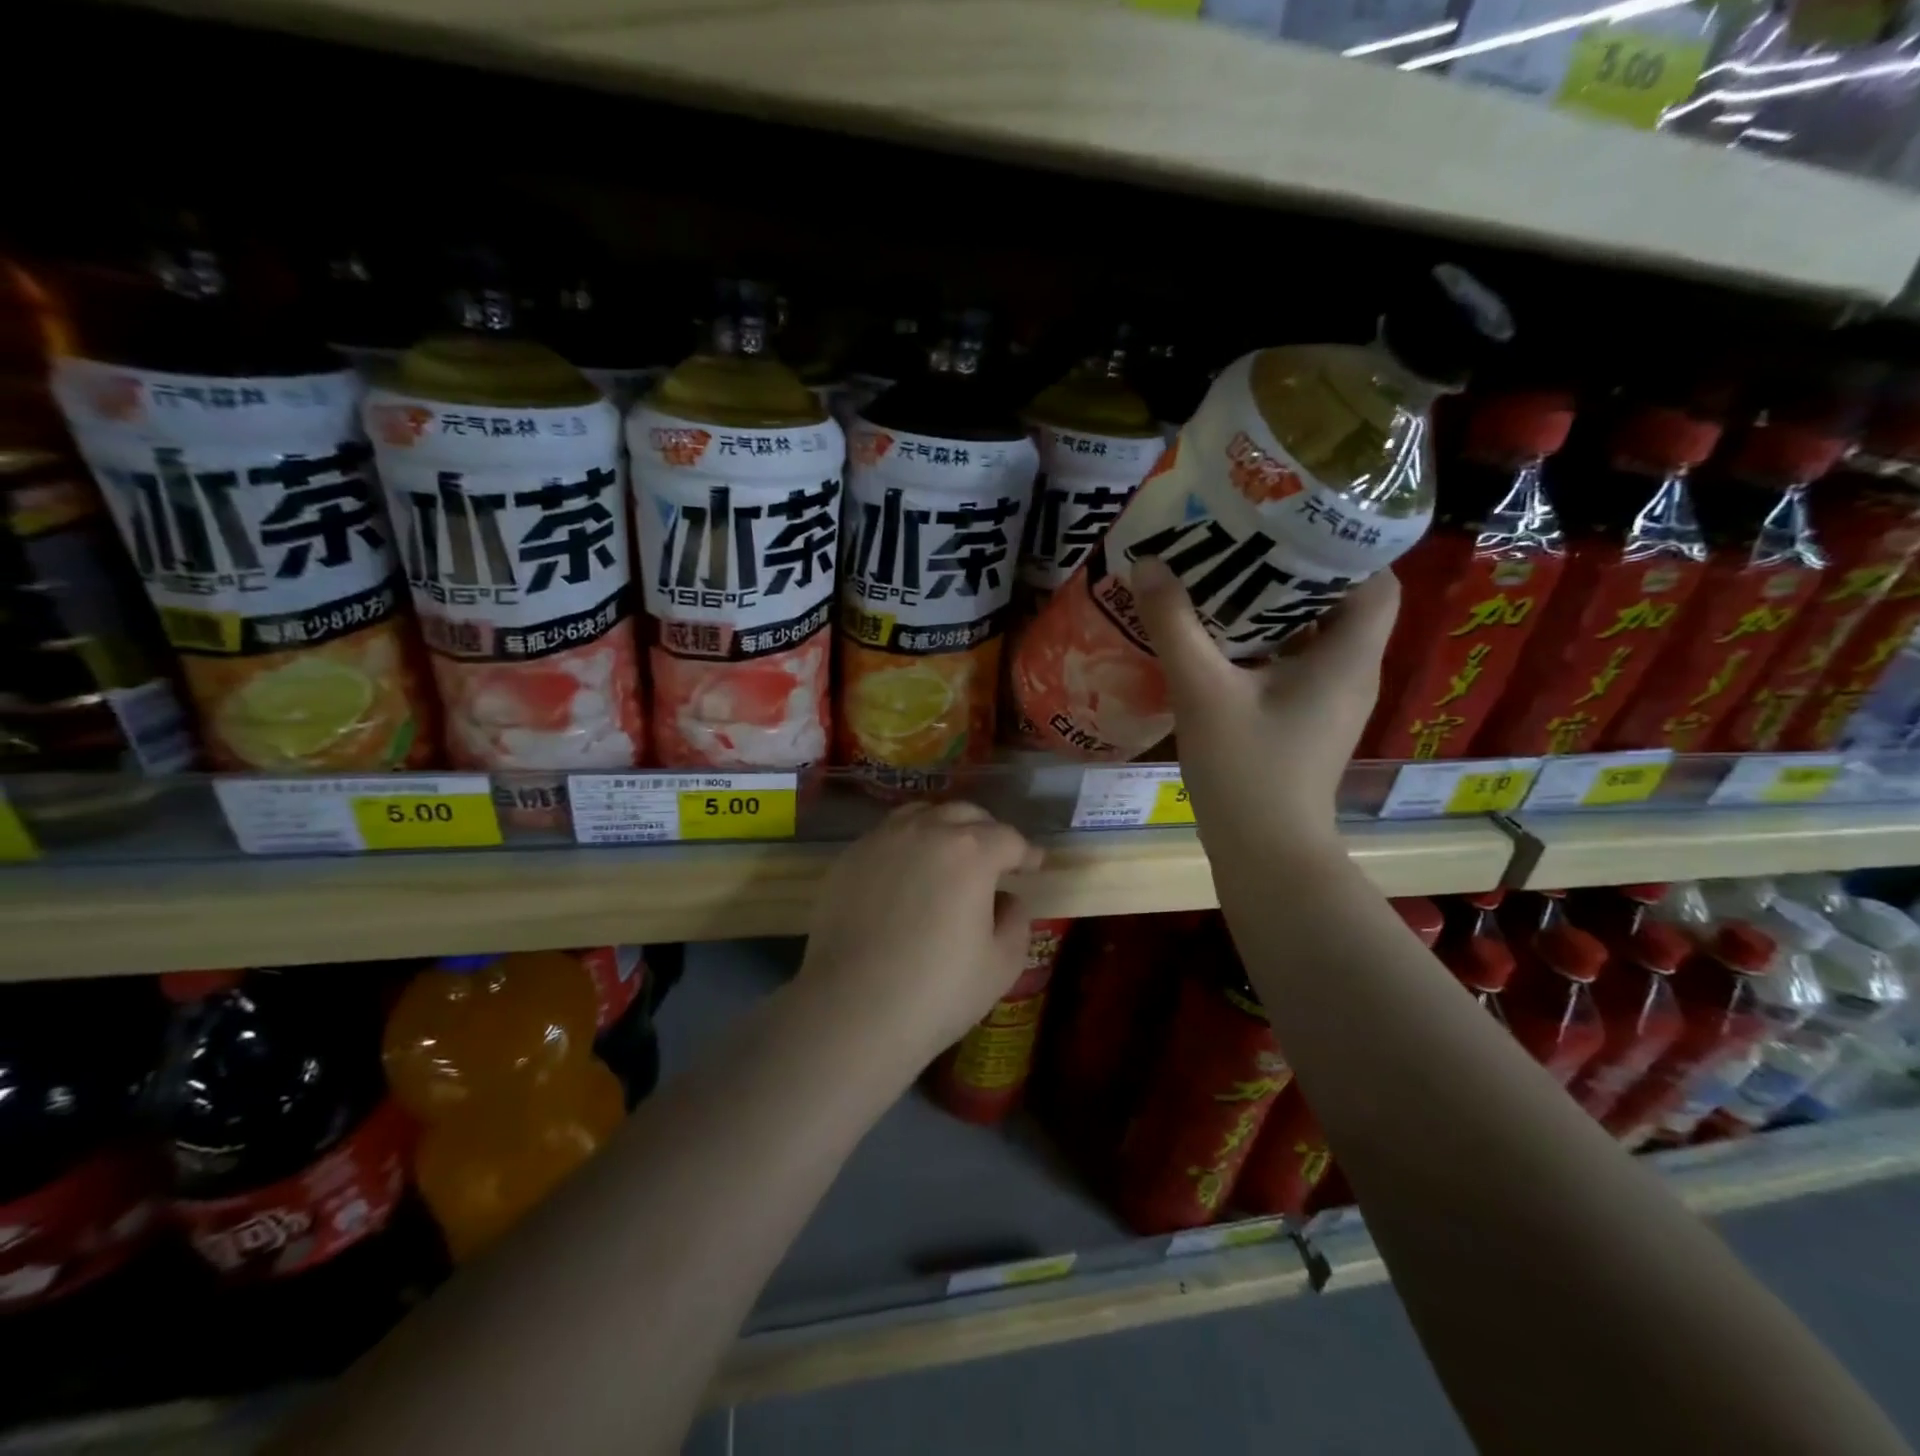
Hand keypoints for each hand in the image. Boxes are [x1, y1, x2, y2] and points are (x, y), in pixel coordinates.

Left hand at [798, 801, 1044, 1065]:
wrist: (852, 1009)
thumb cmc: (937, 991)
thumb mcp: (1001, 964)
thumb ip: (1015, 921)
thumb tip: (1006, 900)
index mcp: (971, 852)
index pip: (1009, 838)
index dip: (1026, 853)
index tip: (1032, 867)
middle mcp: (926, 831)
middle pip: (965, 814)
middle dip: (987, 831)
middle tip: (994, 859)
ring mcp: (882, 839)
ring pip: (922, 814)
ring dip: (944, 827)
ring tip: (948, 854)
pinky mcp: (850, 857)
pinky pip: (887, 835)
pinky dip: (907, 843)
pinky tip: (907, 873)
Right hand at [1132, 557, 1398, 854]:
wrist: (1264, 854)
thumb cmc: (1246, 769)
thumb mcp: (1203, 691)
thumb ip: (1176, 625)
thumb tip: (1148, 563)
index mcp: (1347, 656)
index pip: (1375, 580)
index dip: (1340, 547)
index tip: (1286, 524)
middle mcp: (1351, 673)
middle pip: (1338, 602)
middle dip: (1290, 571)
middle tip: (1237, 544)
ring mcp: (1329, 702)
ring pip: (1311, 636)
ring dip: (1271, 610)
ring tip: (1219, 582)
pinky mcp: (1306, 723)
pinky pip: (1292, 667)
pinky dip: (1261, 647)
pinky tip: (1214, 642)